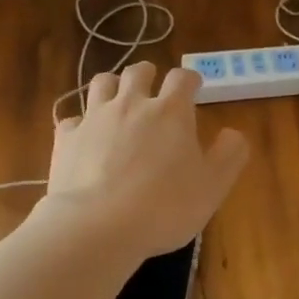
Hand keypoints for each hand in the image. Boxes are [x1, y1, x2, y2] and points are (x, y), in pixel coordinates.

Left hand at [44, 62, 249, 262]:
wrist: (98, 226)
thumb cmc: (165, 207)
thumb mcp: (213, 187)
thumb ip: (229, 155)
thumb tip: (233, 133)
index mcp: (171, 112)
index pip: (182, 78)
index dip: (190, 79)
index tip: (194, 88)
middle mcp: (131, 104)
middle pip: (138, 72)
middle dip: (148, 75)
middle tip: (153, 88)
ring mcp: (94, 118)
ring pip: (102, 83)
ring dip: (113, 86)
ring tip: (118, 100)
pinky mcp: (66, 138)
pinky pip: (72, 119)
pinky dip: (81, 123)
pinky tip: (85, 137)